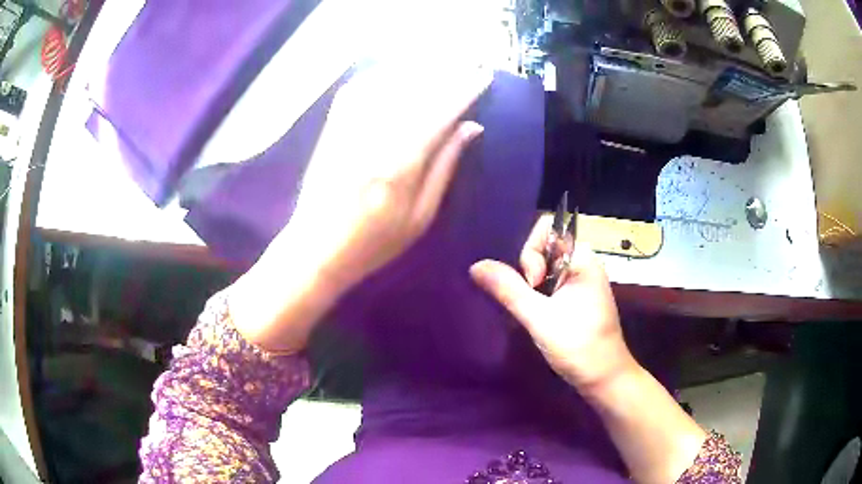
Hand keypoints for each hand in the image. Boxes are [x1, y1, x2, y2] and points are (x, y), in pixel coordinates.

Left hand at [230, 66, 490, 351]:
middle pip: (417, 89)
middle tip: (467, 66)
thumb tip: (471, 127)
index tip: (484, 77)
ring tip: (438, 66)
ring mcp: (349, 127)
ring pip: (388, 81)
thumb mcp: (420, 216)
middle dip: (446, 73)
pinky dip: (381, 74)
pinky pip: (359, 87)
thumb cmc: (373, 243)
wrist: (315, 248)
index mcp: (402, 162)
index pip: (442, 111)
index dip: (466, 90)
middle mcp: (375, 135)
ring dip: (417, 69)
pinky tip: (396, 73)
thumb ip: (445, 167)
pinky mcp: (332, 126)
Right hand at [470, 214, 637, 391]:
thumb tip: (476, 265)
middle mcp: (583, 264)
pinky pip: (551, 285)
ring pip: (545, 269)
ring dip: (531, 287)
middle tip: (530, 302)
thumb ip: (508, 289)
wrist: (605, 379)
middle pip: (544, 249)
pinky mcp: (577, 300)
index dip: (532, 252)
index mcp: (582, 259)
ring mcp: (581, 283)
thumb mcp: (539, 318)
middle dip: (529, 271)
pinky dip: (537, 296)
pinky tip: (534, 316)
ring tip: (530, 312)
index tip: (533, 284)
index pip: (547, 231)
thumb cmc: (579, 346)